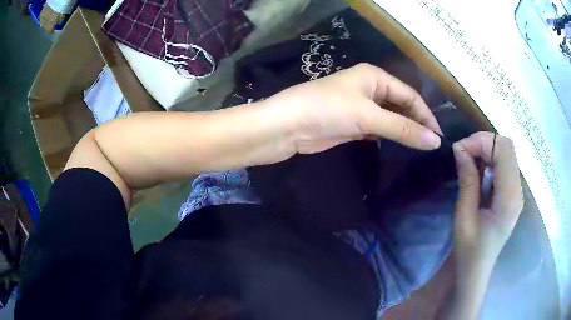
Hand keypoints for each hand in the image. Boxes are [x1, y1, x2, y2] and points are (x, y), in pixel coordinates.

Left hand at [259, 63, 442, 153]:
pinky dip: (389, 137)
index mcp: (375, 76)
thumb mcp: (369, 116)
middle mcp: (370, 88)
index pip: (410, 95)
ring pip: (390, 118)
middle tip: (431, 145)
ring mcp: (361, 107)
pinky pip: (379, 129)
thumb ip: (403, 128)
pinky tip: (399, 148)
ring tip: (420, 149)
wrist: (288, 126)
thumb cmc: (328, 110)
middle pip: (401, 106)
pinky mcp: (353, 124)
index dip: (426, 115)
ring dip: (404, 131)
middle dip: (416, 123)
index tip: (438, 137)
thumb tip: (435, 142)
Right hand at [452, 132, 523, 267]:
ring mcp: (517, 190)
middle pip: (507, 146)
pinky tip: (478, 170)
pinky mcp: (512, 191)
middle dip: (484, 142)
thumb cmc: (469, 250)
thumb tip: (460, 148)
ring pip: (506, 152)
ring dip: (486, 148)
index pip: (504, 151)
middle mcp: (518, 190)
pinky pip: (504, 163)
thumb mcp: (464, 217)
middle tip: (463, 152)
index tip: (459, 149)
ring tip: (468, 160)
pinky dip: (490, 158)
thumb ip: (467, 181)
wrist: (476, 269)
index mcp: (509, 199)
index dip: (481, 142)